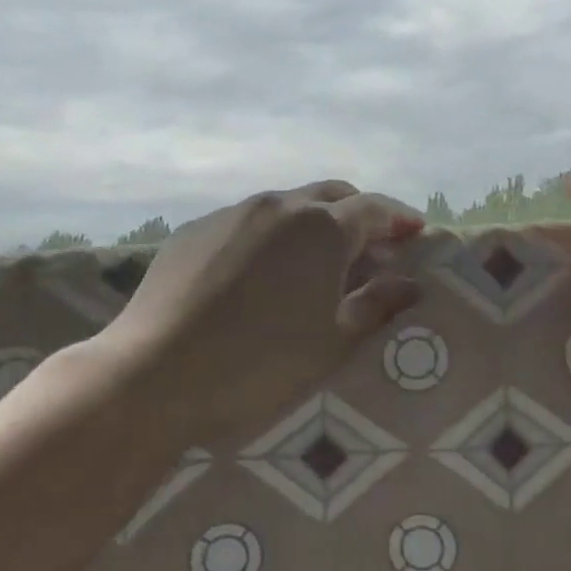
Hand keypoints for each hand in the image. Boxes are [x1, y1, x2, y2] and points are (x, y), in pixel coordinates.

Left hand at [84, 181, 423, 446]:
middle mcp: (278, 206)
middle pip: (331, 194)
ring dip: (313, 222)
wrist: (154, 375)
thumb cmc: (259, 364)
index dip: (400, 219)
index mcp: (321, 228)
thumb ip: (377, 306)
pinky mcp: (193, 230)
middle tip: (374, 246)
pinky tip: (263, 271)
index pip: (375, 209)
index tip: (417, 233)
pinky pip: (247, 221)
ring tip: (317, 260)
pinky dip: (271, 235)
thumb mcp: (332, 342)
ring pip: (287, 205)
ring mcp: (231, 214)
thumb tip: (411, 285)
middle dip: (359, 213)